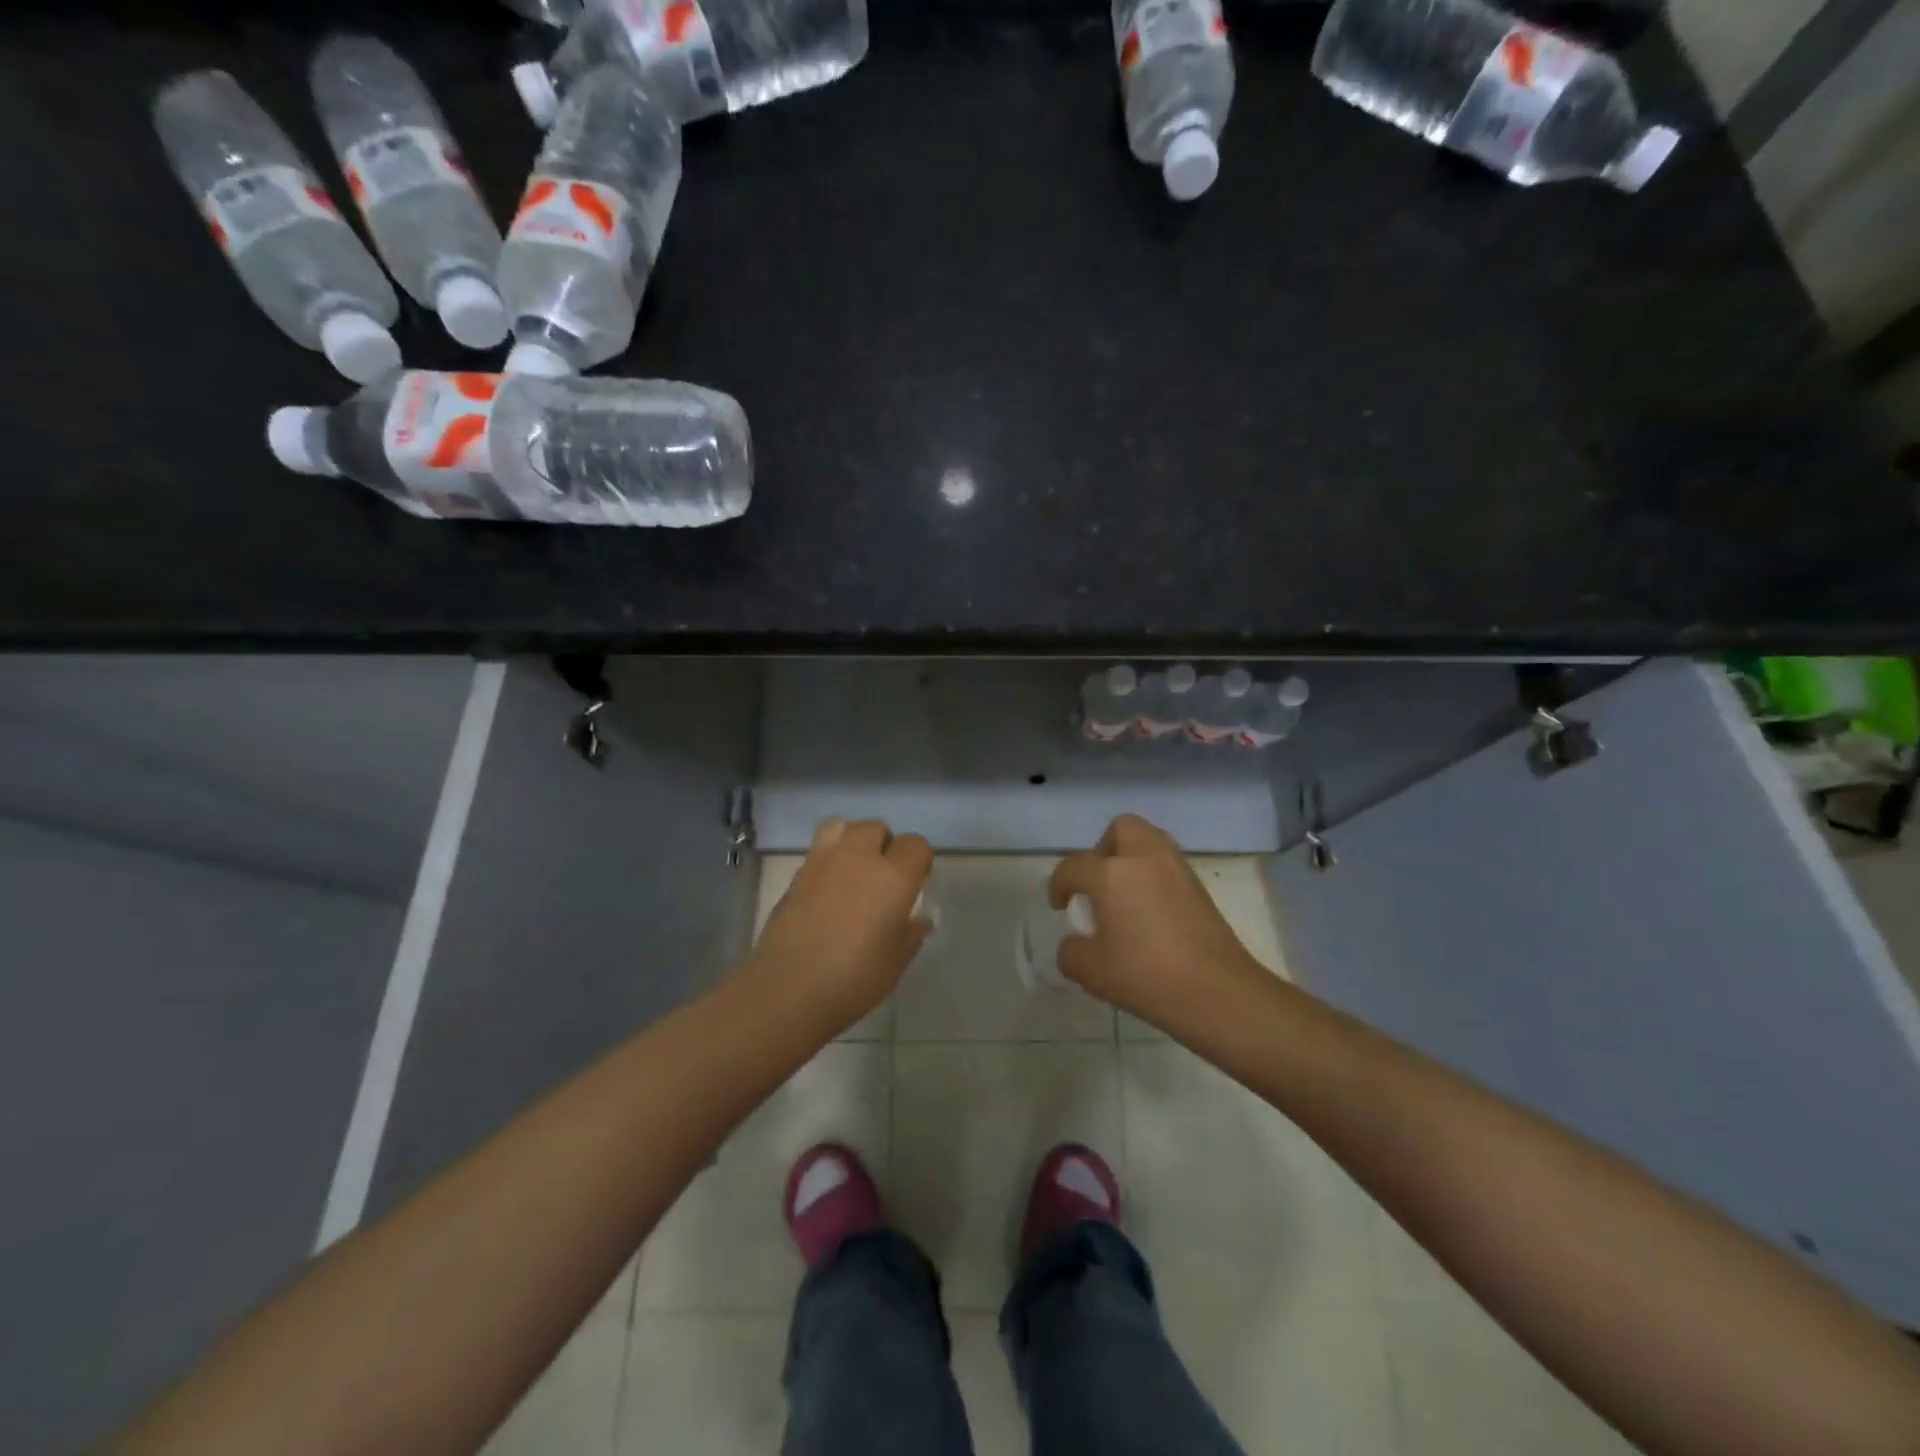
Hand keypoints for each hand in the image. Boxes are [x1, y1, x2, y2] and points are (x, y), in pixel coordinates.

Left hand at [753, 817, 933, 1031]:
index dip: (919, 860)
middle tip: (884, 876)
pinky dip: (828, 858)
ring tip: (853, 868)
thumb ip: (911, 934)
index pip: (916, 844)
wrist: (789, 988)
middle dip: (885, 844)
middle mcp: (859, 858)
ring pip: (842, 826)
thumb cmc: (854, 978)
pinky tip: (827, 888)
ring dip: (852, 840)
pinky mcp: (797, 874)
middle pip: (877, 827)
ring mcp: (823, 861)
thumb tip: (919, 919)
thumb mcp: (896, 962)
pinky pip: (818, 849)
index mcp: (893, 877)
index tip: (916, 883)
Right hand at [1050, 814, 1265, 1035]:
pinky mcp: (1199, 887)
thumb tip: (1075, 943)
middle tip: (1098, 884)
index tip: (1060, 906)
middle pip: (1121, 829)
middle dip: (1103, 849)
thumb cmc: (1146, 976)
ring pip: (1149, 842)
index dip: (1059, 885)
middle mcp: (1144, 858)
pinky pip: (1167, 866)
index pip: (1074, 867)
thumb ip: (1072, 952)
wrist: (1218, 992)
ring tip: (1124, 896)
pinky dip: (1153, 877)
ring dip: (1131, 859)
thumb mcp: (1092, 971)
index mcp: (1111, 873)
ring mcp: (1177, 869)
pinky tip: (1150, 913)